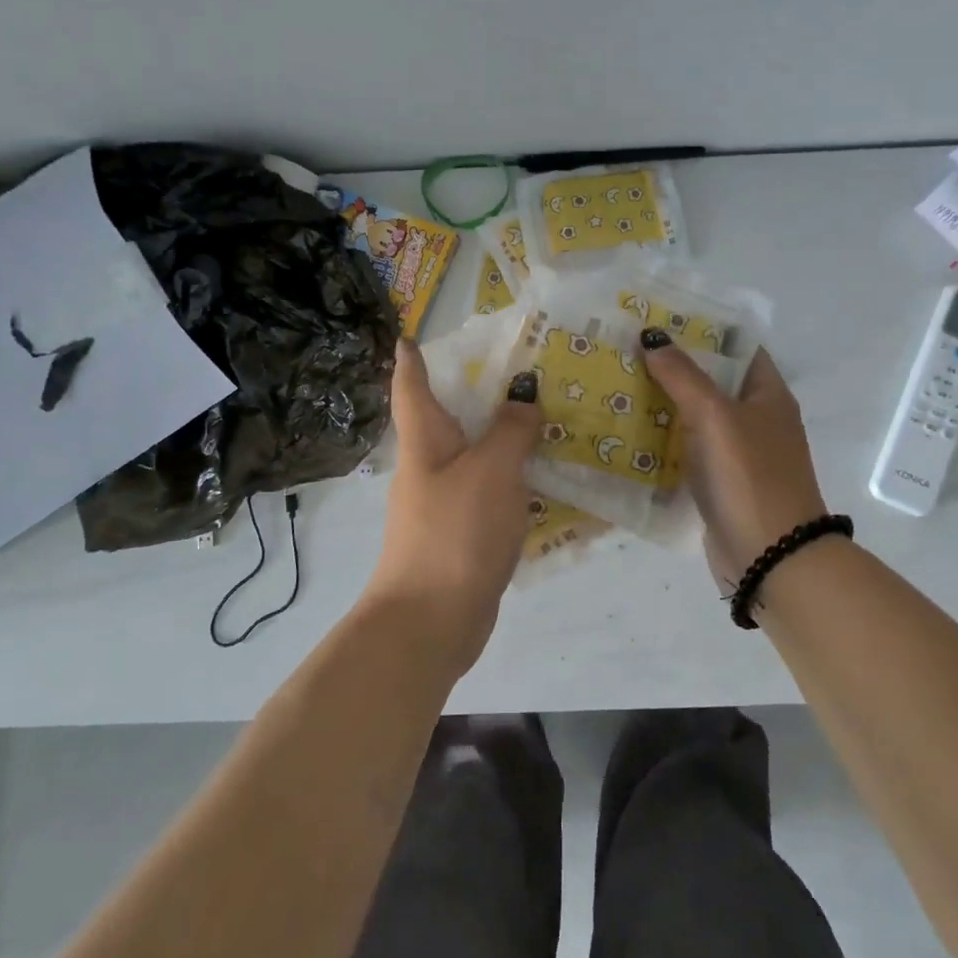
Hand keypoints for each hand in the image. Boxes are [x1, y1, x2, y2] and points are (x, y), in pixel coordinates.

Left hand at [363, 339, 541, 674]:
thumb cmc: (454, 532)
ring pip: (476, 455)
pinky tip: (546, 477)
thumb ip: (511, 430)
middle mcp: (430, 465)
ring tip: (546, 416)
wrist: (431, 621)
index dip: (411, 359)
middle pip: (449, 417)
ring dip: (503, 436)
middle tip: (522, 369)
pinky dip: (514, 477)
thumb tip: (523, 399)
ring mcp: (444, 502)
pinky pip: (491, 492)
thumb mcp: (491, 470)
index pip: (412, 386)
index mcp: (426, 440)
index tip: (411, 335)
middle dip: (478, 392)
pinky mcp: (463, 533)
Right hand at [639, 335, 829, 588]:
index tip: (660, 319)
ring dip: (663, 403)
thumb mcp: (716, 416)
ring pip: (696, 417)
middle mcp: (755, 419)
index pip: (737, 348)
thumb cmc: (749, 476)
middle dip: (673, 366)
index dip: (703, 330)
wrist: (770, 557)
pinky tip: (628, 431)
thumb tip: (652, 336)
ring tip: (617, 383)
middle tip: (625, 349)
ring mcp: (737, 454)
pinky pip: (688, 450)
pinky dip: (663, 440)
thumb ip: (683, 375)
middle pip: (712, 381)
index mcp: (768, 395)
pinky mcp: (719, 483)